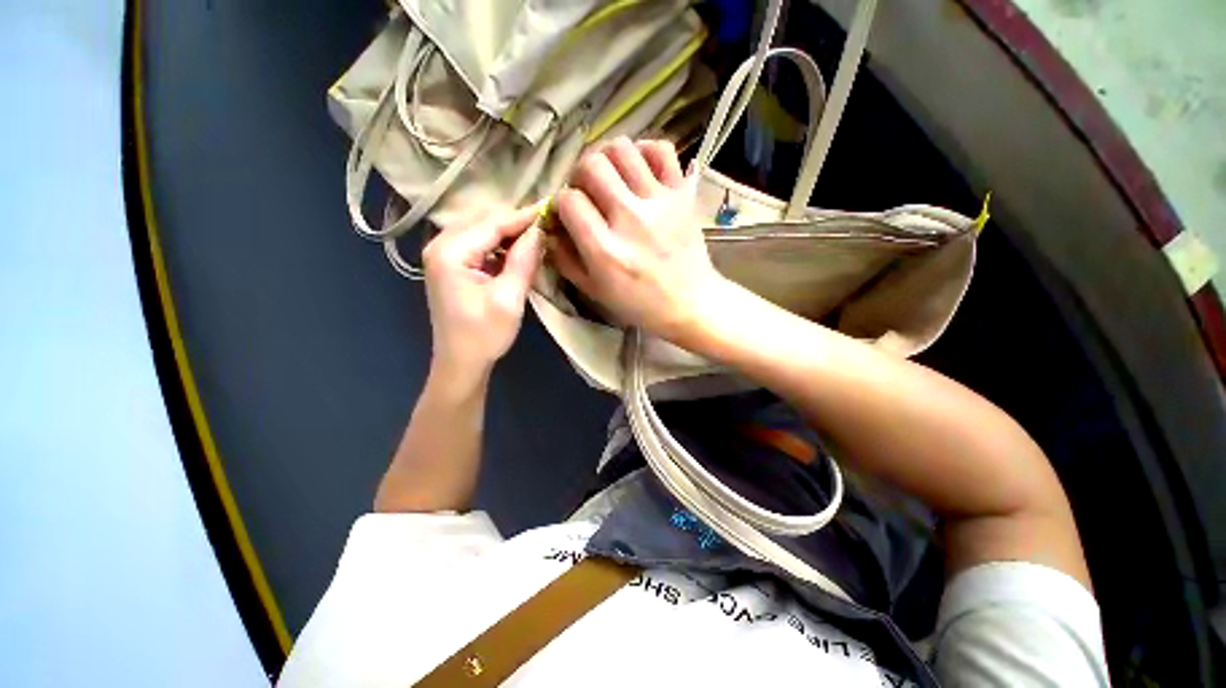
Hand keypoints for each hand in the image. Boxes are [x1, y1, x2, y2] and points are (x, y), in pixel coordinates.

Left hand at [423, 205, 542, 380]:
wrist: (461, 363)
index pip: (492, 222)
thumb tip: (540, 230)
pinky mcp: (451, 265)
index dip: (524, 216)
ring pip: (482, 230)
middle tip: (548, 224)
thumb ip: (524, 260)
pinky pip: (479, 244)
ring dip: (509, 233)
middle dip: (516, 222)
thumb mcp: (509, 298)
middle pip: (484, 221)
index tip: (553, 208)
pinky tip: (518, 251)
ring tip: (538, 236)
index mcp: (450, 252)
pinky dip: (500, 245)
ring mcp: (443, 255)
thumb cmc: (484, 335)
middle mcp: (440, 245)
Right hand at [550, 138, 723, 340]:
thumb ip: (565, 259)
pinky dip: (645, 151)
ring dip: (608, 158)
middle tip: (587, 192)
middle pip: (591, 165)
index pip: (568, 200)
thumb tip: (549, 227)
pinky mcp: (681, 194)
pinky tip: (639, 169)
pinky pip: (661, 149)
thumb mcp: (593, 290)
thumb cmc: (639, 303)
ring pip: (622, 149)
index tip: (569, 214)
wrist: (689, 302)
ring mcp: (659, 202)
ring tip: (611, 178)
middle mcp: (630, 218)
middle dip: (580, 175)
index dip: (562, 203)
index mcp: (605, 249)